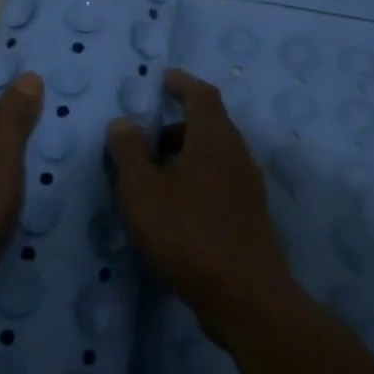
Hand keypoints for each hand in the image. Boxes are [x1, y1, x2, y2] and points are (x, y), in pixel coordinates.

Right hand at [106, 69, 293, 328]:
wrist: (243, 294)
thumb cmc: (187, 232)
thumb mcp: (142, 189)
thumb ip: (129, 151)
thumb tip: (124, 122)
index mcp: (214, 138)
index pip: (201, 95)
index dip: (182, 84)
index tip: (164, 79)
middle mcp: (237, 154)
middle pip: (209, 126)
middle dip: (177, 127)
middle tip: (145, 141)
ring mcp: (248, 187)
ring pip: (214, 158)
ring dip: (185, 158)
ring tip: (153, 180)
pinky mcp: (249, 217)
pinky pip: (219, 183)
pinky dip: (195, 182)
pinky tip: (175, 211)